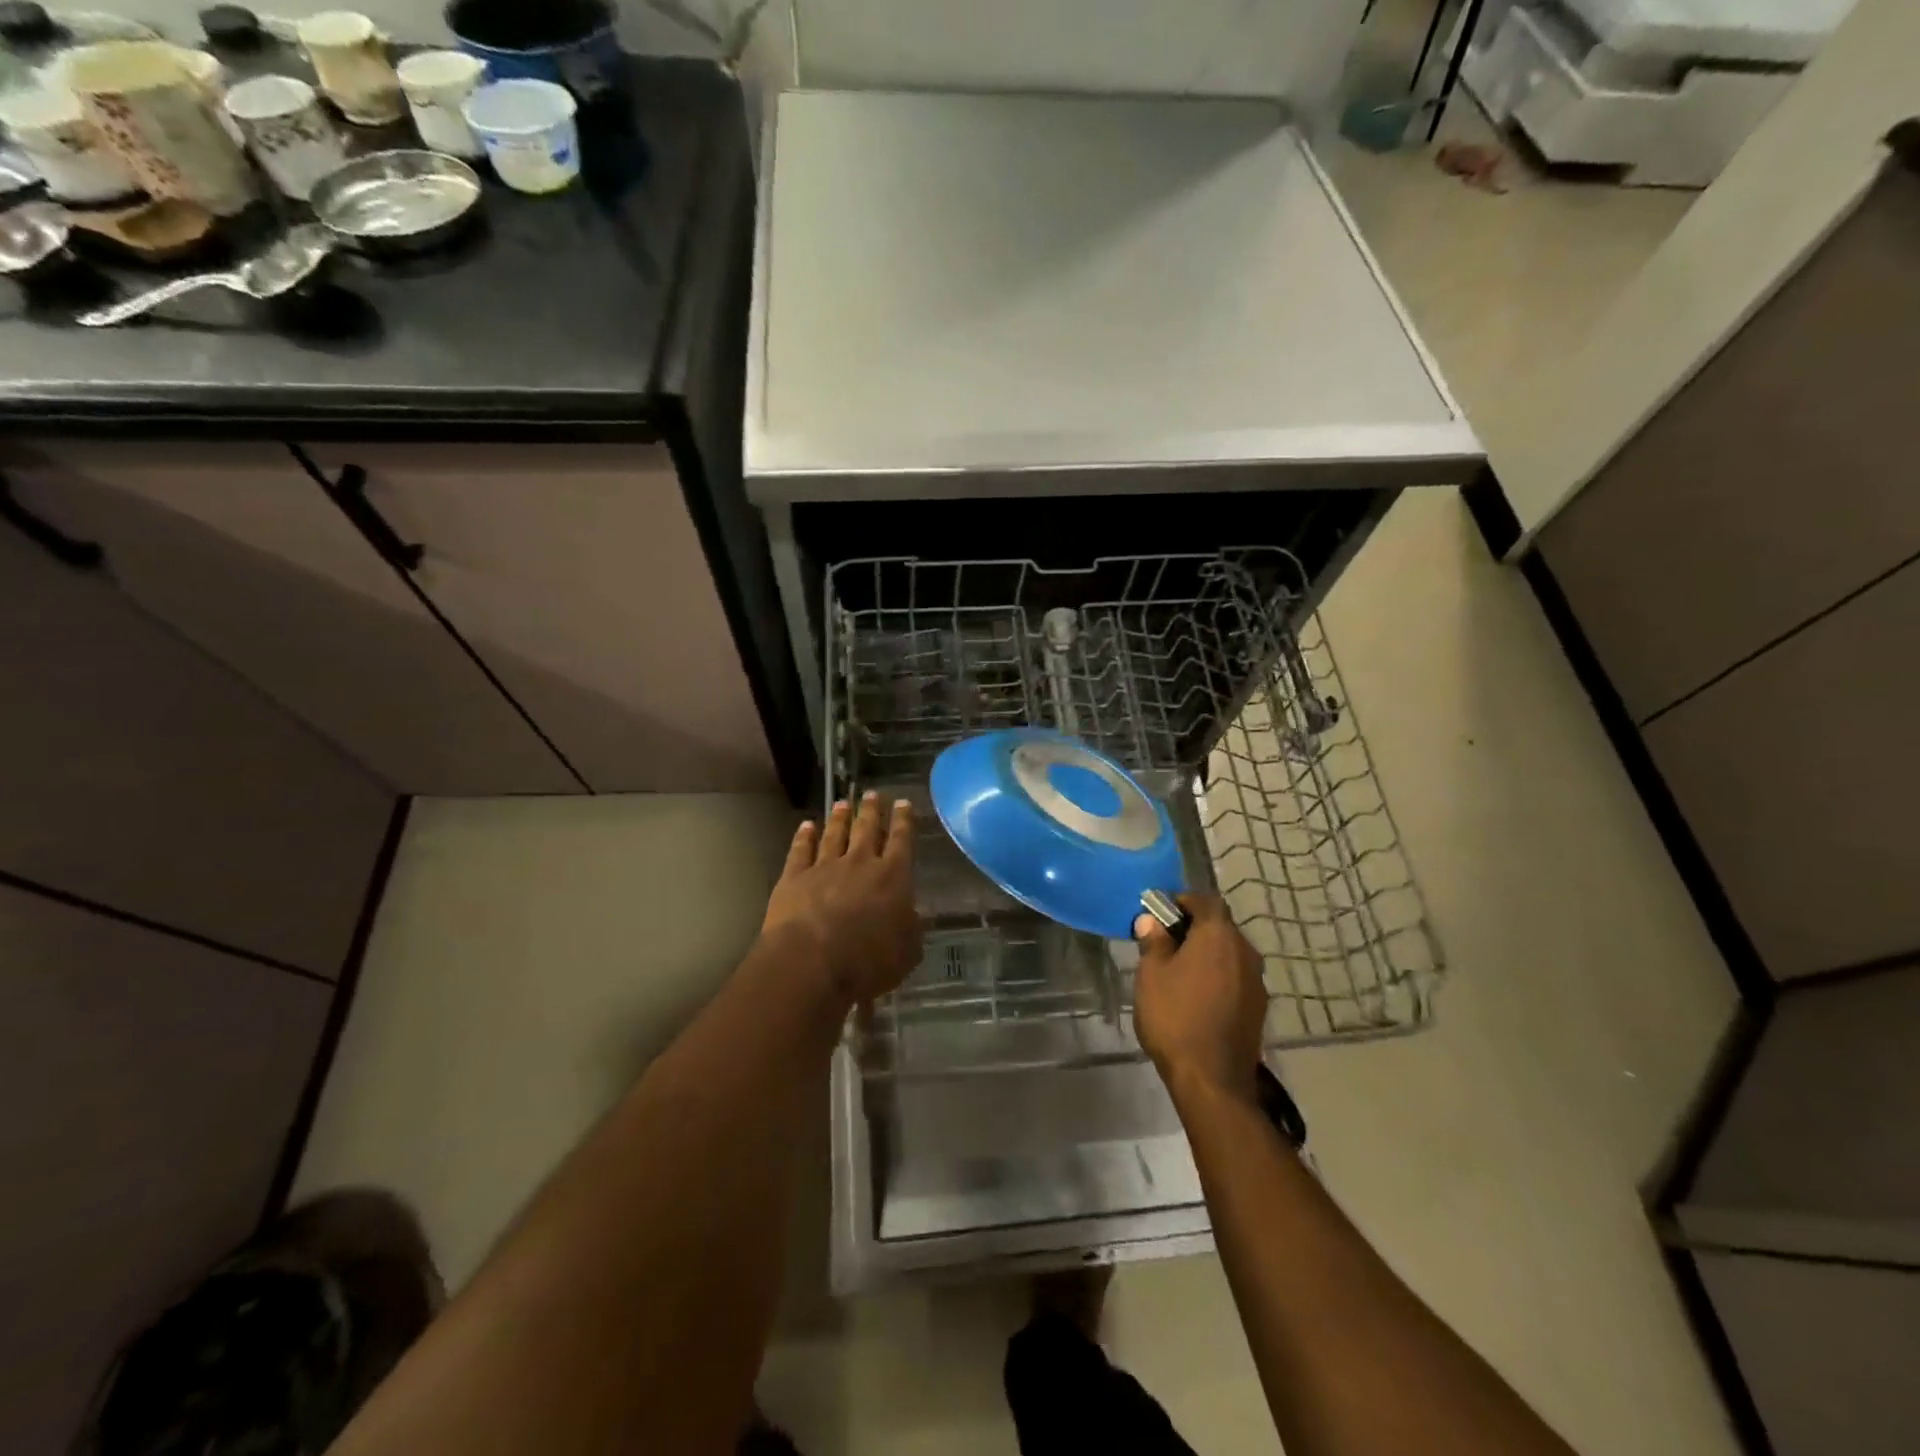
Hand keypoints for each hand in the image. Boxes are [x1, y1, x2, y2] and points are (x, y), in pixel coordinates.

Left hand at [761, 792, 921, 1007]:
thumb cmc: (868, 960)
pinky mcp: (793, 878)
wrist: (811, 961)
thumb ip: (911, 928)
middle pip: (866, 829)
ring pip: (834, 835)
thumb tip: (911, 914)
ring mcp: (824, 867)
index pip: (902, 841)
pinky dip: (804, 837)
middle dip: (871, 811)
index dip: (904, 821)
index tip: (904, 803)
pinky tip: (806, 826)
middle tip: (872, 794)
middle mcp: (859, 863)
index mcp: (892, 877)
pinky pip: (800, 851)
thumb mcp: (907, 951)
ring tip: (842, 803)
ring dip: (839, 818)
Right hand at [1133, 894, 1267, 1103]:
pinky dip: (1218, 976)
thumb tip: (1151, 921)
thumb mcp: (1151, 975)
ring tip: (1179, 971)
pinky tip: (1197, 996)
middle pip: (1220, 926)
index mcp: (1219, 935)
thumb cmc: (1175, 1016)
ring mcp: (1257, 981)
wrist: (1212, 1078)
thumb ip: (1154, 942)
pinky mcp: (1258, 1007)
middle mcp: (1245, 951)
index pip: (1206, 900)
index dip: (1183, 901)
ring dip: (1208, 954)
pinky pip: (1236, 977)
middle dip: (1194, 928)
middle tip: (1165, 942)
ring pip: (1229, 953)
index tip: (1160, 913)